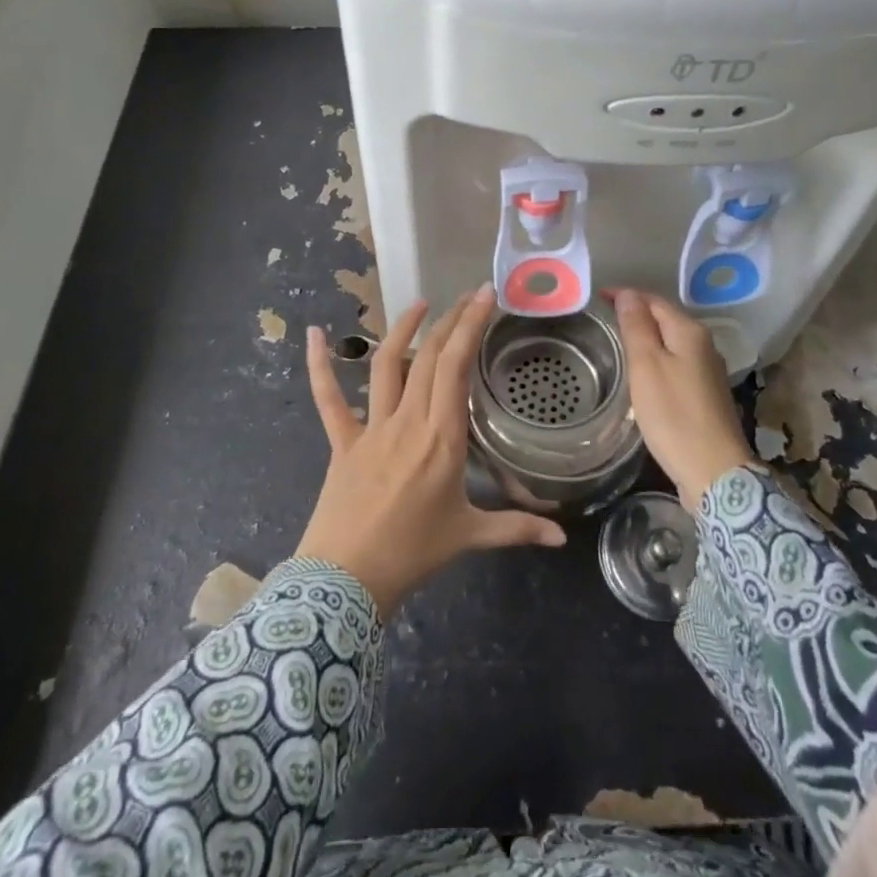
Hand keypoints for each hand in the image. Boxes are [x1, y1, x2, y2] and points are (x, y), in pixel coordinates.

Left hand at [296, 288, 566, 616]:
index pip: (457, 368)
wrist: (347, 581)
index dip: (471, 326)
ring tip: (420, 304)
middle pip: (429, 357)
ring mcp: (371, 427)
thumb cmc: (413, 554)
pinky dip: (319, 365)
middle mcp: (408, 422)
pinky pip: (328, 398)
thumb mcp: (470, 537)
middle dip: (450, 319)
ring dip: (403, 329)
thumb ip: (517, 529)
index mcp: (443, 439)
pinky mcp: (342, 440)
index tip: (485, 295)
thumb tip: (562, 539)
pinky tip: (314, 333)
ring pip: (387, 365)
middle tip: (468, 295)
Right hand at [608, 288, 756, 511]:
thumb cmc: (674, 415)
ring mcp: (708, 370)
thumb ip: (636, 327)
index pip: (653, 300)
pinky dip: (657, 358)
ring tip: (618, 341)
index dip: (626, 295)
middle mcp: (704, 345)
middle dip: (636, 313)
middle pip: (665, 318)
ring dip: (646, 336)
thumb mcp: (646, 366)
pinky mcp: (706, 394)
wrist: (714, 471)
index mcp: (689, 332)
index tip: (598, 297)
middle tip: (604, 317)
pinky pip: (676, 362)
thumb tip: (628, 294)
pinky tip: (643, 372)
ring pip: (671, 341)